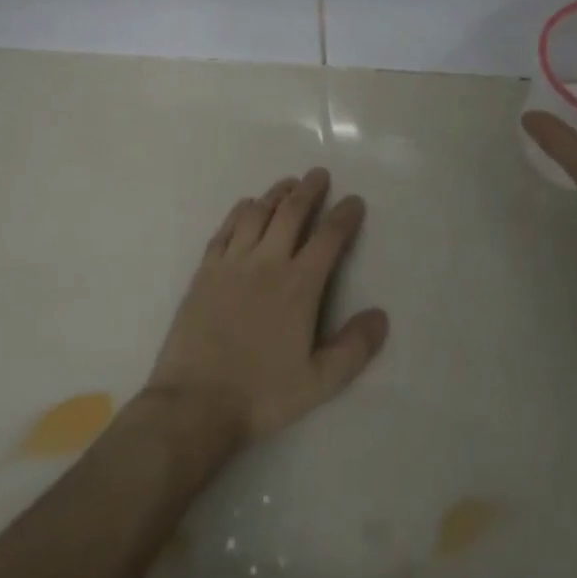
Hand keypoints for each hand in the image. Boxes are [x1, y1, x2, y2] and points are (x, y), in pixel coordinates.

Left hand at [144, 168, 388, 448]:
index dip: (344, 215)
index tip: (354, 201)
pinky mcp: (205, 271)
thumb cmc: (261, 394)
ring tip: (288, 184)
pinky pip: (226, 229)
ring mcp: (232, 263)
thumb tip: (381, 316)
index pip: (328, 238)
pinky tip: (247, 205)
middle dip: (309, 190)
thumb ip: (354, 348)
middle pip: (291, 213)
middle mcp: (267, 263)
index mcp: (299, 286)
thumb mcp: (319, 382)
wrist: (195, 402)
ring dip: (276, 194)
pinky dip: (240, 211)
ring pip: (257, 214)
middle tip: (319, 174)